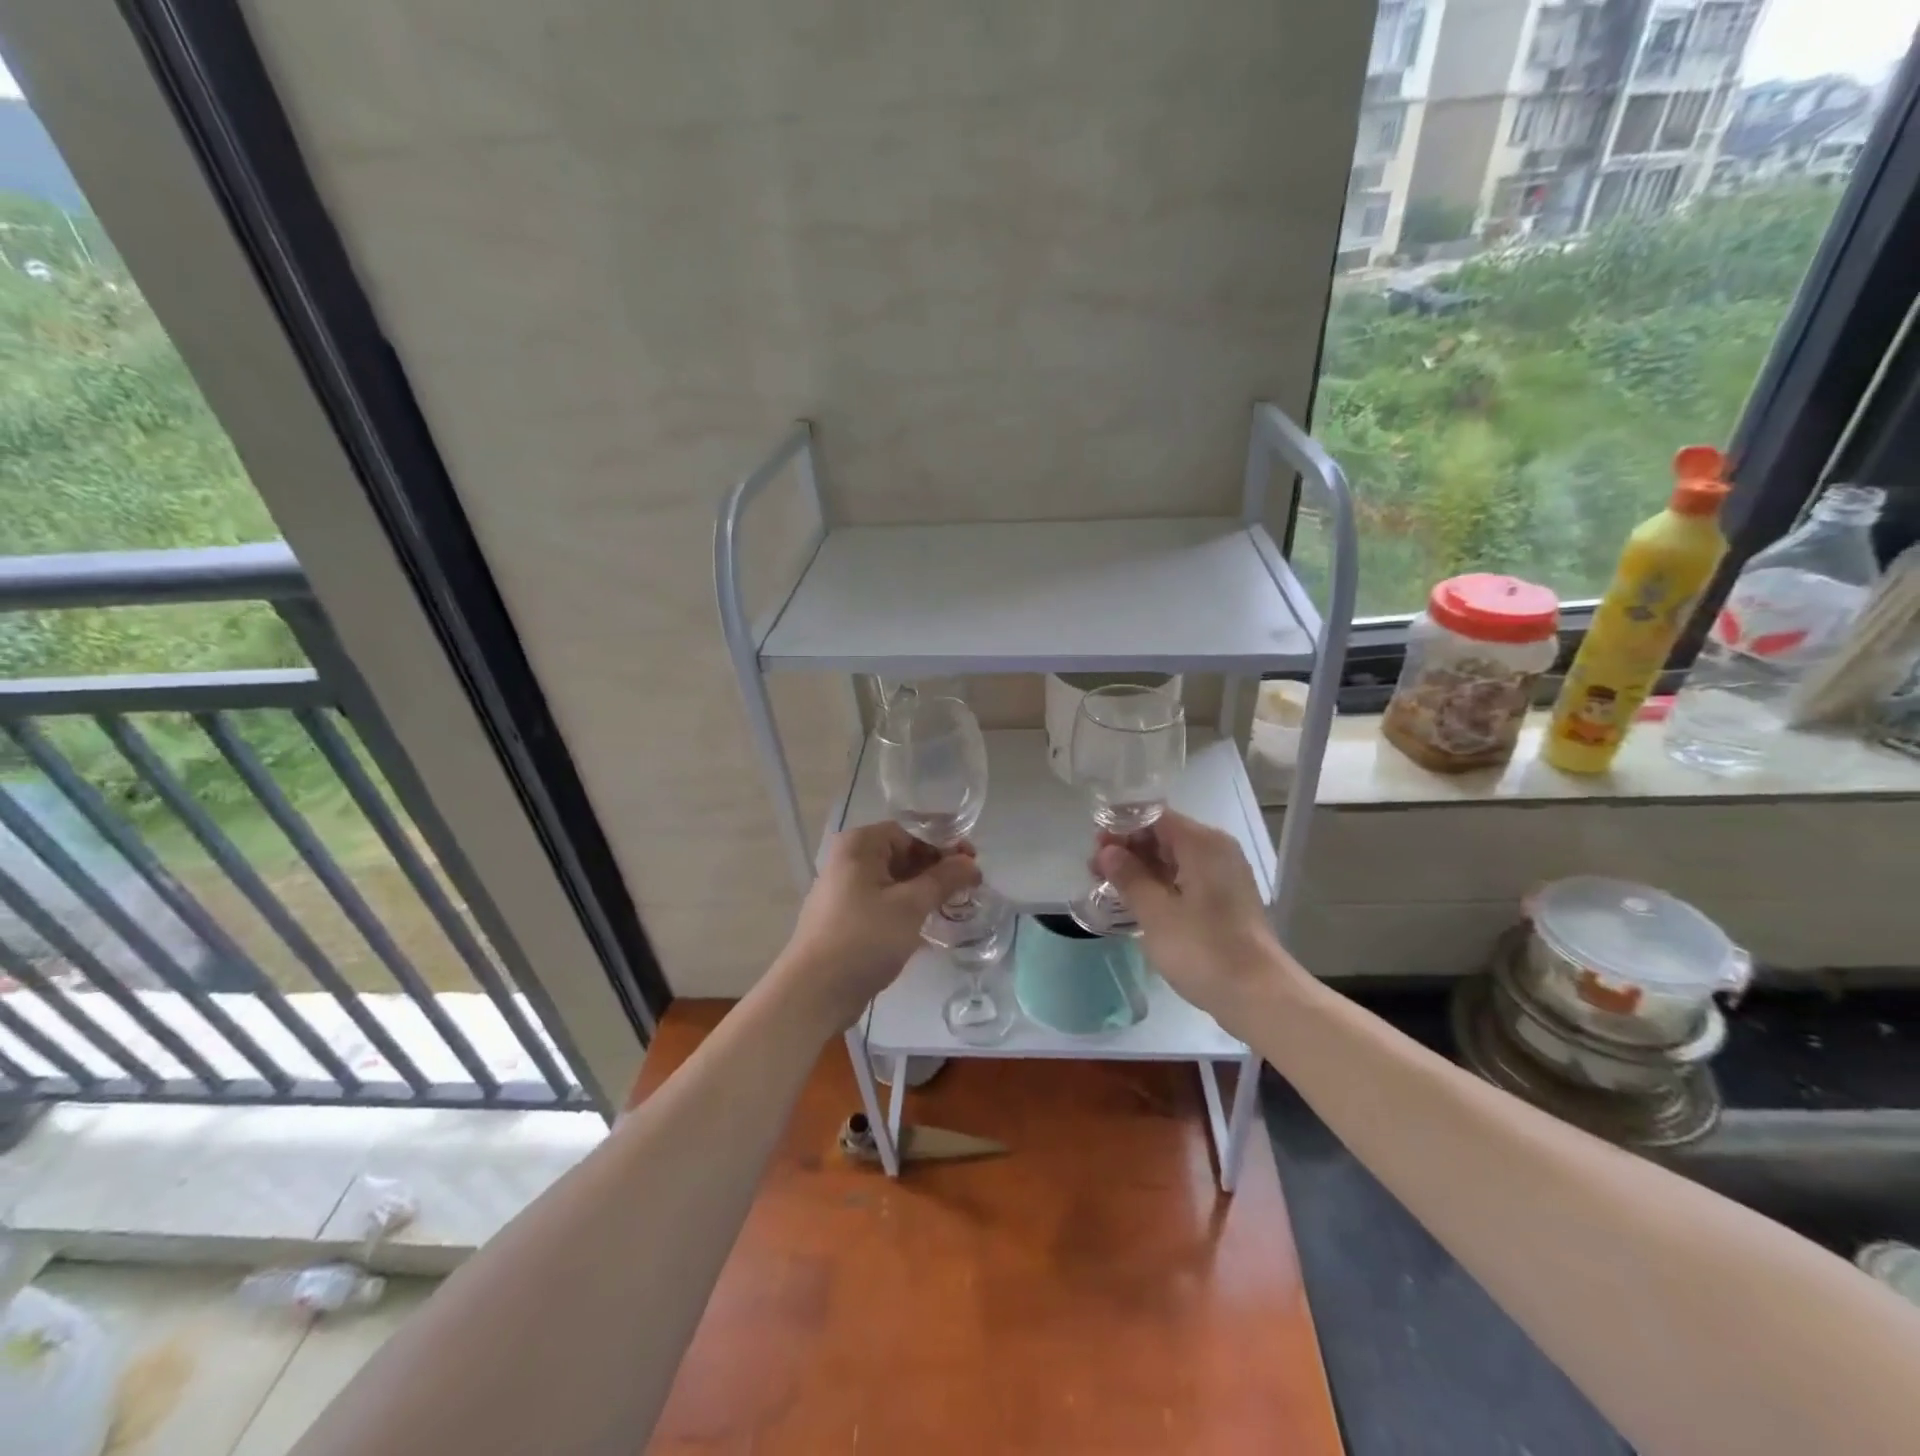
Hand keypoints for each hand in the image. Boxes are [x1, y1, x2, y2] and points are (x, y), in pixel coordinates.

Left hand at [777, 821, 981, 1027]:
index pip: (910, 832)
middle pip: (901, 855)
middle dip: (936, 868)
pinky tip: (928, 925)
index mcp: (859, 845)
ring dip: (924, 890)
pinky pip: (884, 903)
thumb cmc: (864, 938)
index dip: (943, 845)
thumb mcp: (911, 906)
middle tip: (969, 886)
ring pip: (894, 881)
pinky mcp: (846, 919)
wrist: (815, 993)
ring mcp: (844, 891)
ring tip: (953, 905)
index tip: (972, 863)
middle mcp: (848, 861)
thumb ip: (944, 879)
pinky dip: (907, 908)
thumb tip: (971, 864)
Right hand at [1094, 810, 1297, 1031]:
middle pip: (1163, 835)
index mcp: (1202, 843)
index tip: (1094, 850)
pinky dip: (1160, 884)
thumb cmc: (1204, 949)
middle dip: (1128, 849)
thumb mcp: (1156, 913)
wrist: (1260, 996)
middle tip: (1094, 871)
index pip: (1153, 817)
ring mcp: (1224, 875)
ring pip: (1173, 858)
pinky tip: (1137, 901)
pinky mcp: (1225, 899)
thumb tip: (1109, 852)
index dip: (1120, 828)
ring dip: (1141, 869)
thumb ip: (1129, 876)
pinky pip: (1186, 878)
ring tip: (1109, 887)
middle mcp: (1216, 850)